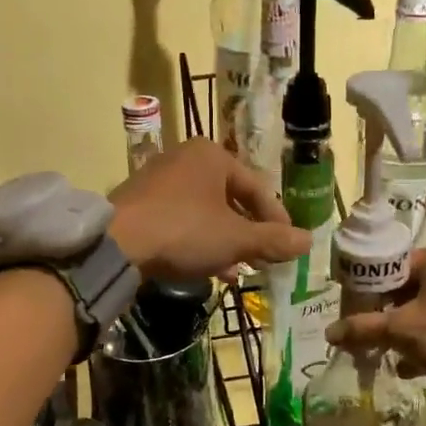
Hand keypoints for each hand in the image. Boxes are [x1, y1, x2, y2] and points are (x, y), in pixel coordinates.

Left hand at [108, 139, 308, 280]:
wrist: (116, 244)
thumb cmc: (184, 231)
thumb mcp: (235, 239)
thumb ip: (273, 240)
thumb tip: (309, 241)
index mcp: (213, 155)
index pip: (257, 187)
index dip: (277, 219)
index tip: (287, 246)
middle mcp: (186, 158)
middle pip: (231, 199)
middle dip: (249, 234)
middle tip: (263, 260)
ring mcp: (159, 179)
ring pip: (206, 212)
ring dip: (226, 241)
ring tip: (237, 269)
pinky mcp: (140, 202)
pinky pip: (182, 219)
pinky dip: (199, 240)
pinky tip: (207, 267)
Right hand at [324, 240, 425, 381]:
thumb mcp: (401, 331)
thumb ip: (364, 328)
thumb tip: (329, 333)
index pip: (394, 268)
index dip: (373, 293)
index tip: (362, 316)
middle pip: (414, 287)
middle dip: (393, 315)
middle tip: (378, 338)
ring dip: (413, 328)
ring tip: (397, 356)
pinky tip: (421, 363)